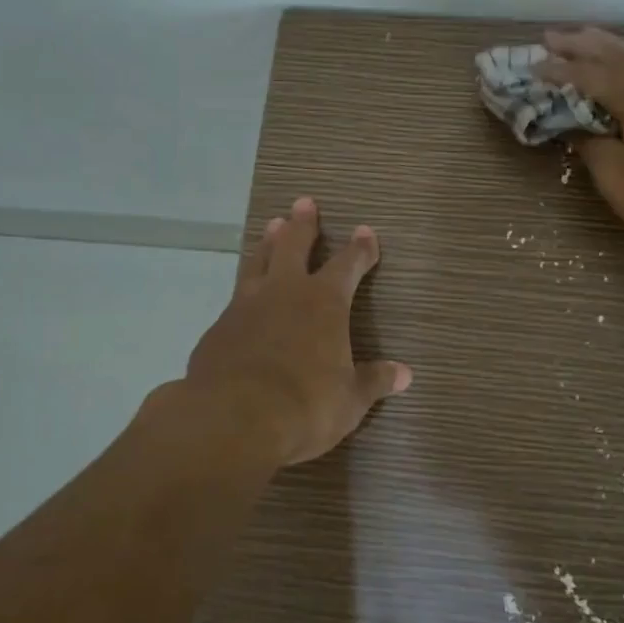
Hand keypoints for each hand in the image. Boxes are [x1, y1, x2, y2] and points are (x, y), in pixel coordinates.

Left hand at [180, 196, 411, 468]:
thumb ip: (373, 382)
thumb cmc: (305, 406)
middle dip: (304, 224)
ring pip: (258, 262)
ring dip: (268, 243)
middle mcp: (285, 293)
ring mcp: (246, 307)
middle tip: (305, 202)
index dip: (360, 249)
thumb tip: (405, 374)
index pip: (348, 265)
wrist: (232, 420)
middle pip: (294, 246)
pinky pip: (235, 298)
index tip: (366, 231)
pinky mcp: (218, 328)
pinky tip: (244, 298)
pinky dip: (245, 289)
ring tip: (273, 226)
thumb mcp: (349, 400)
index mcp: (324, 303)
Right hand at [537, 27, 623, 265]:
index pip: (589, 76)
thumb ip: (596, 151)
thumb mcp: (623, 186)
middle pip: (617, 55)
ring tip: (592, 37)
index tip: (532, 65)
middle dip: (582, 44)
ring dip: (615, 45)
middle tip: (553, 36)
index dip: (559, 70)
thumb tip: (580, 130)